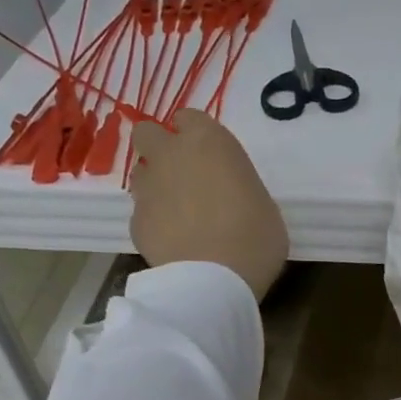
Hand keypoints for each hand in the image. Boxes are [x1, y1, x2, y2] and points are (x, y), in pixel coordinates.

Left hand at [128, 110, 288, 299]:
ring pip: (140, 173)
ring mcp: (148, 189)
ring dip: (153, 185)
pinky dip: (153, 223)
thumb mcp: (265, 207)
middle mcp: (171, 155)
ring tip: (175, 213)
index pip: (189, 118)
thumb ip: (241, 190)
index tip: (207, 155)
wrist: (213, 281)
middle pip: (148, 133)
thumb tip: (232, 199)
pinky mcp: (135, 222)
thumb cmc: (254, 240)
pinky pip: (141, 214)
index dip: (194, 135)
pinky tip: (171, 243)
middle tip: (181, 175)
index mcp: (208, 141)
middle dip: (159, 148)